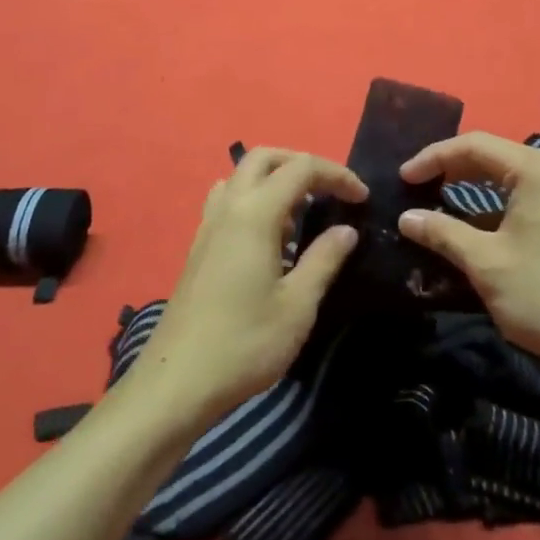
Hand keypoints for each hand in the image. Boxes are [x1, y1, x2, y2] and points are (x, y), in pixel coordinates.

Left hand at [126, 150, 365, 425]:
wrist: (177, 381)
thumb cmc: (244, 343)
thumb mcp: (297, 306)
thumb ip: (324, 259)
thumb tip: (346, 229)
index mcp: (255, 213)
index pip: (301, 168)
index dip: (337, 175)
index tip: (362, 199)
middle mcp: (229, 206)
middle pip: (264, 157)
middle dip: (301, 163)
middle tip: (330, 191)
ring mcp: (209, 224)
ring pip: (242, 175)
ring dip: (274, 178)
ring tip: (300, 213)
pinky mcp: (199, 245)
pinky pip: (228, 199)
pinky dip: (254, 198)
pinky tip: (270, 236)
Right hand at [398, 132, 539, 387]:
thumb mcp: (485, 262)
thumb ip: (442, 232)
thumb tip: (406, 218)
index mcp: (537, 169)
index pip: (474, 145)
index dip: (433, 158)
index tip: (403, 178)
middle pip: (491, 155)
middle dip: (450, 168)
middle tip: (416, 186)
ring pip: (507, 177)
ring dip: (470, 187)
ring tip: (436, 200)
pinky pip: (522, 196)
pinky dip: (492, 205)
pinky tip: (471, 225)